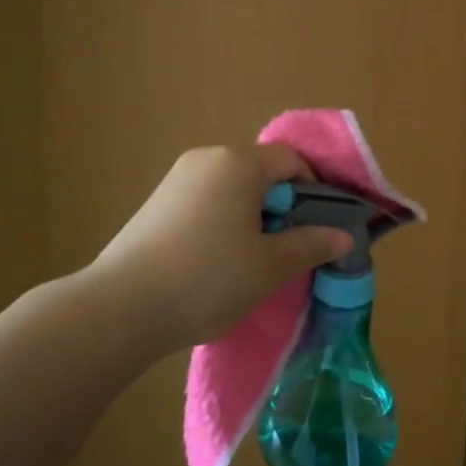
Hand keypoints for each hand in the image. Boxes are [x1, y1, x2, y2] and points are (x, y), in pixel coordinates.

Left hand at [91, 144, 353, 355]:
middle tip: (286, 252)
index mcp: (238, 163)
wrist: (122, 307)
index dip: (312, 191)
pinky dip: (221, 224)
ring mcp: (176, 180)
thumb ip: (310, 245)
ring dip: (251, 218)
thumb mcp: (270, 266)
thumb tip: (344, 235)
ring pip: (231, 190)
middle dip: (281, 207)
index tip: (316, 230)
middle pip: (260, 173)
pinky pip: (204, 203)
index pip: (290, 161)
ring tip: (249, 263)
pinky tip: (214, 264)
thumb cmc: (209, 278)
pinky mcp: (155, 204)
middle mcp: (206, 159)